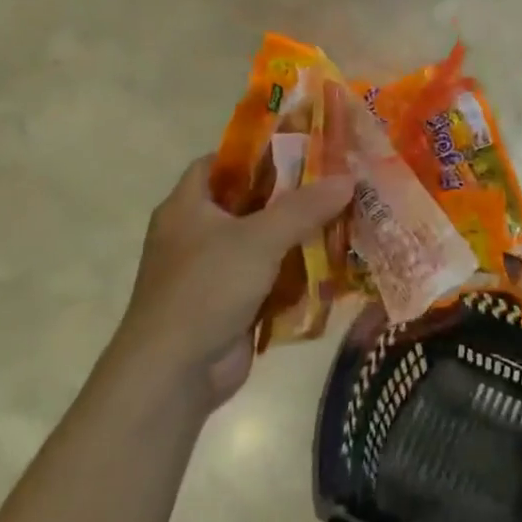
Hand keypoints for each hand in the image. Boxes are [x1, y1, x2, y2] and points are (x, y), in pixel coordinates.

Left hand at [120, 155, 353, 406]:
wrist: (173, 375)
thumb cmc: (206, 289)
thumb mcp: (258, 238)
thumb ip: (304, 207)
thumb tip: (348, 178)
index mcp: (187, 206)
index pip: (220, 162)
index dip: (257, 151)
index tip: (301, 146)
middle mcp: (196, 233)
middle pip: (249, 201)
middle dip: (292, 193)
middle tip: (337, 178)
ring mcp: (213, 272)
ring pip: (263, 241)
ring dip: (300, 234)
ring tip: (347, 214)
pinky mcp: (231, 304)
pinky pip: (270, 277)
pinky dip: (297, 271)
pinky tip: (335, 262)